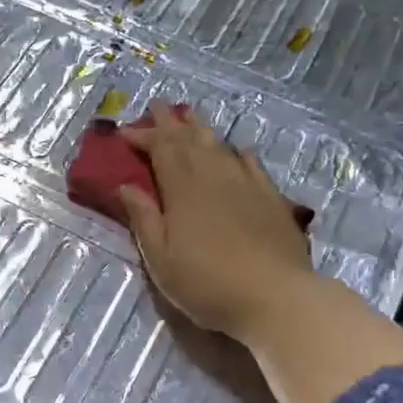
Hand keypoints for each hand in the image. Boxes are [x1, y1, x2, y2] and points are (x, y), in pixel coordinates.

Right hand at [117, 102, 314, 342]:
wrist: (276, 297)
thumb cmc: (207, 283)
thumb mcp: (161, 259)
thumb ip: (143, 219)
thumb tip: (126, 185)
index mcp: (183, 189)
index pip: (161, 149)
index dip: (143, 136)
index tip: (125, 131)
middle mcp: (214, 176)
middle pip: (190, 140)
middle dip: (171, 122)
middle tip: (158, 106)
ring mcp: (247, 184)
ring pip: (220, 146)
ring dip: (202, 129)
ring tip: (191, 116)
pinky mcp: (271, 198)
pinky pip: (252, 164)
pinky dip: (239, 153)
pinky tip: (238, 150)